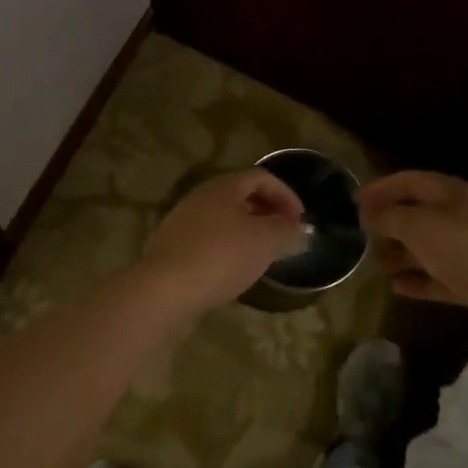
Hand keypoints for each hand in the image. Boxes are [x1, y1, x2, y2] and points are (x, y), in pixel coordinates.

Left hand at [140, 169, 307, 312]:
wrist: (167, 289)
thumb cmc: (222, 256)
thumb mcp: (265, 241)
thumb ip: (286, 230)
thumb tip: (300, 227)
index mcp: (223, 186)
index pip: (260, 177)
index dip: (285, 195)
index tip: (300, 220)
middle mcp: (200, 197)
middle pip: (240, 195)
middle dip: (267, 212)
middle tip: (284, 235)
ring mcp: (183, 221)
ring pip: (223, 219)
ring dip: (247, 231)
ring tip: (264, 254)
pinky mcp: (173, 247)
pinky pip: (208, 239)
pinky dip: (228, 247)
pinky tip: (235, 270)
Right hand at [359, 171, 467, 315]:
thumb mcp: (420, 226)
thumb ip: (390, 218)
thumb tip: (368, 214)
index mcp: (451, 194)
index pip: (409, 181)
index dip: (381, 188)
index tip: (352, 202)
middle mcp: (461, 218)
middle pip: (418, 215)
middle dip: (388, 224)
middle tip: (359, 238)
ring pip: (427, 249)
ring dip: (400, 255)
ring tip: (372, 266)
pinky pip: (440, 278)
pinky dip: (418, 281)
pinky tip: (395, 288)